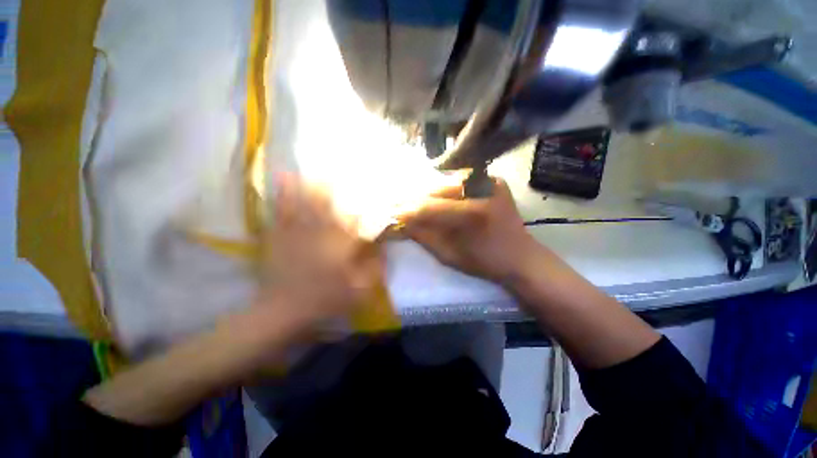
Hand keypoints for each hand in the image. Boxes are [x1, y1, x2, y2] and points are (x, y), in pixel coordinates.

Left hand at [256, 174, 383, 332]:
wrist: (281, 311)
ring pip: (310, 200)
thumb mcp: (359, 292)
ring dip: (317, 182)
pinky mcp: (280, 234)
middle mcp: (322, 233)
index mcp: (342, 247)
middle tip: (346, 170)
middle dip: (342, 188)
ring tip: (320, 166)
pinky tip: (284, 177)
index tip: (377, 198)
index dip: (370, 209)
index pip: (361, 222)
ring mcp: (299, 231)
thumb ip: (375, 269)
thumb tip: (384, 249)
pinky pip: (283, 209)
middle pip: (335, 204)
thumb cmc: (325, 302)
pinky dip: (284, 192)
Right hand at [398, 175, 539, 284]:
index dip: (409, 210)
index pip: (430, 208)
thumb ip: (423, 236)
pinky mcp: (494, 180)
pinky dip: (446, 188)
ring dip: (430, 192)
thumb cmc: (485, 262)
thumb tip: (401, 221)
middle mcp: (483, 189)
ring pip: (448, 181)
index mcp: (473, 214)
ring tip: (415, 201)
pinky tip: (437, 196)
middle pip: (438, 189)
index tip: (392, 213)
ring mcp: (491, 180)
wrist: (521, 257)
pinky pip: (462, 180)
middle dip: (417, 198)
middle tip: (401, 205)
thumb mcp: (449, 255)